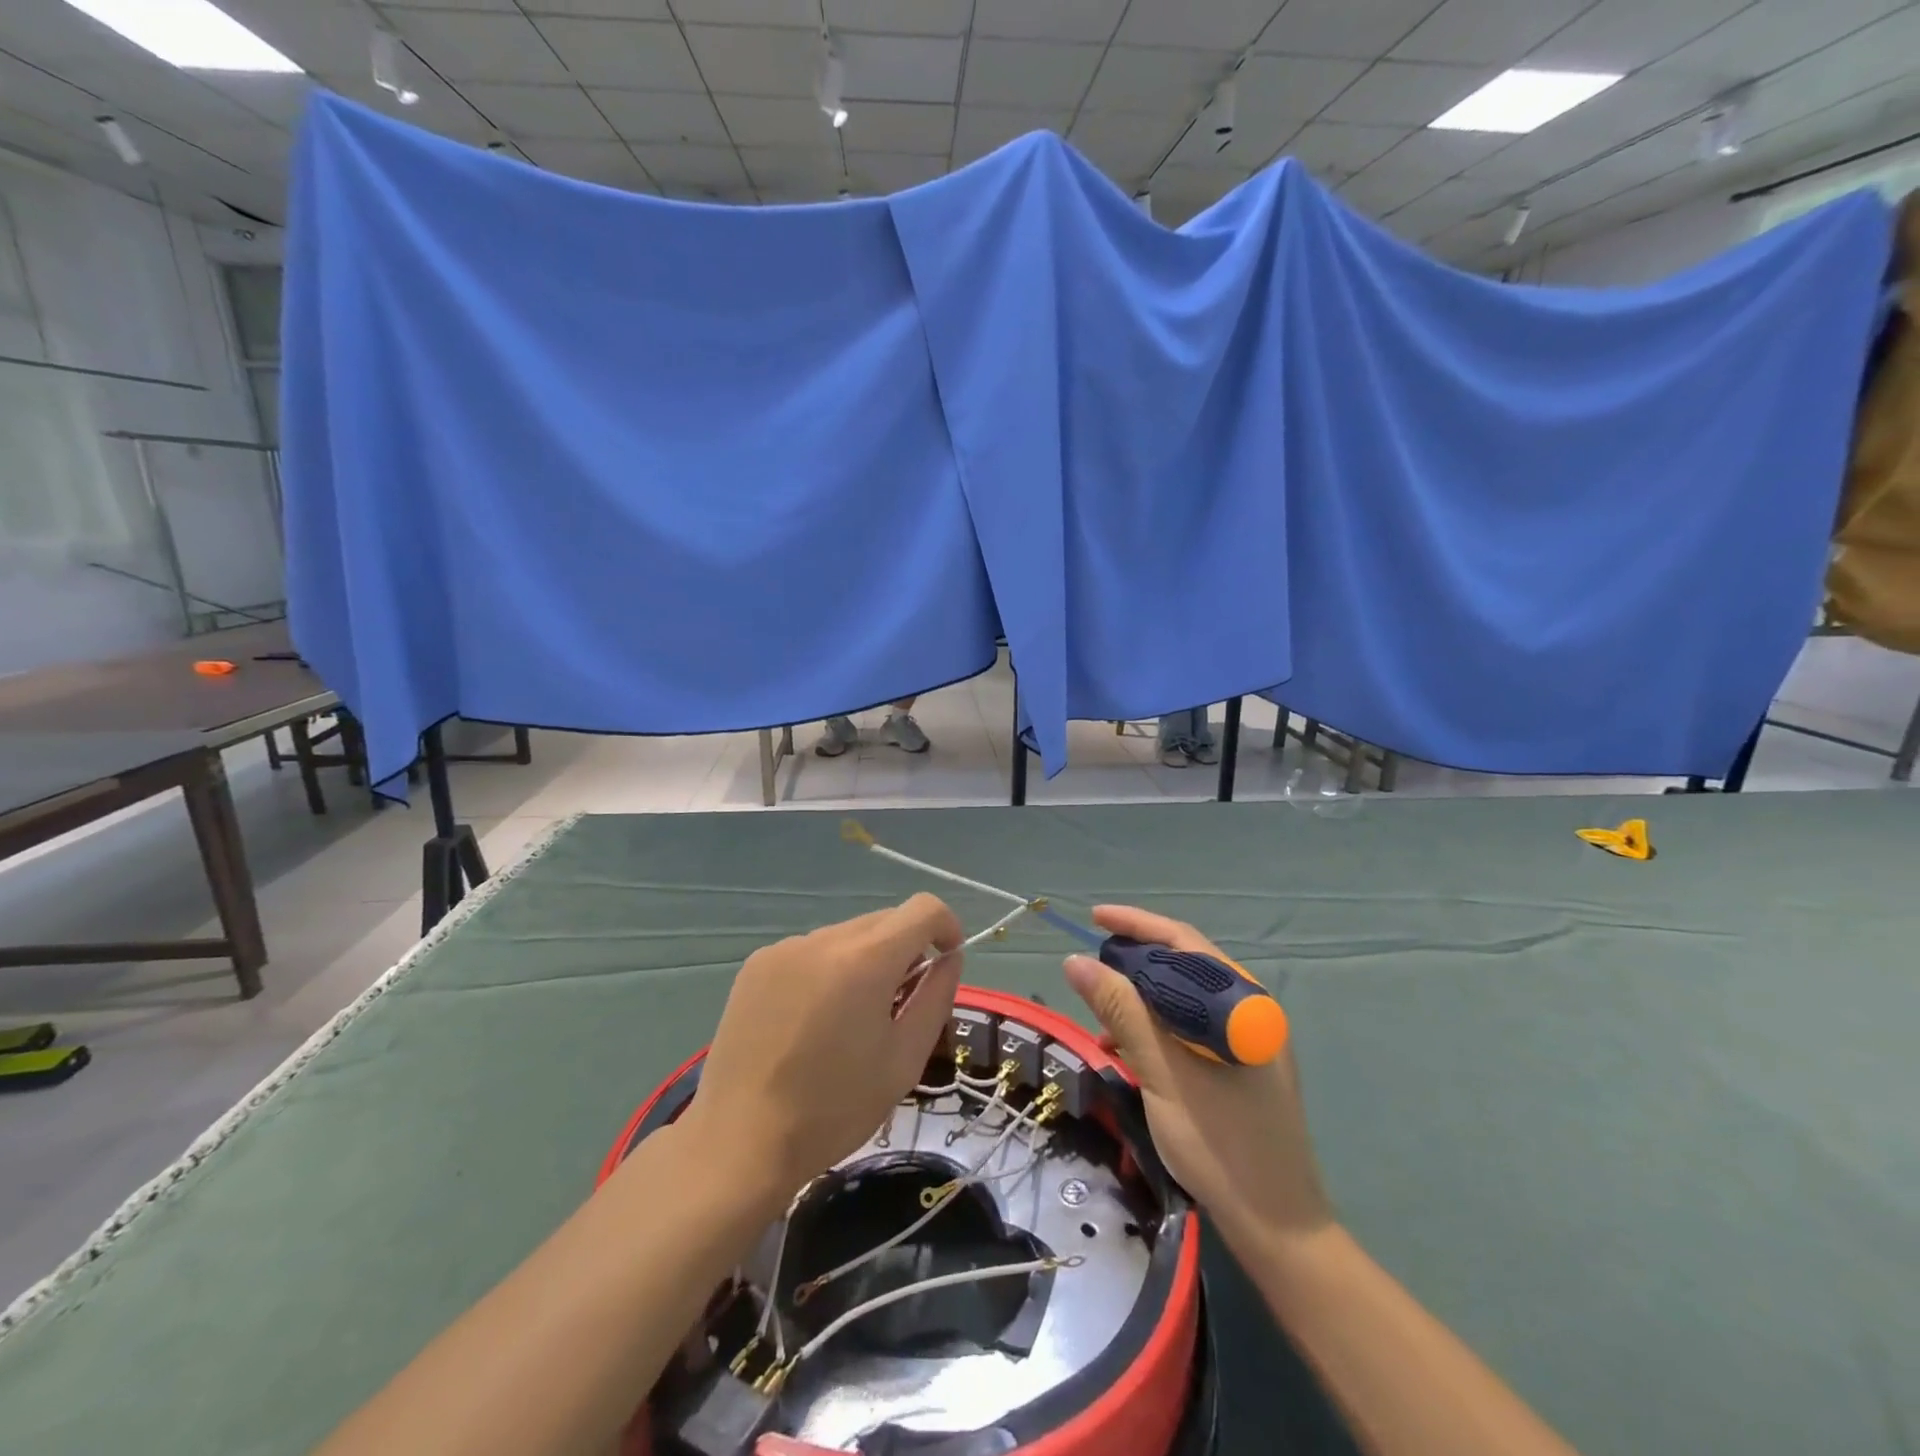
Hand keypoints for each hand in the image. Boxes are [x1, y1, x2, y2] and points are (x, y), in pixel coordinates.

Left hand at [681, 894, 964, 1202]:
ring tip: (848, 1020)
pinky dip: (827, 970)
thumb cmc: (834, 1109)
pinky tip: (810, 1021)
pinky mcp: (756, 964)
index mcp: (866, 960)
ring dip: (864, 961)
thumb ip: (936, 997)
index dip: (946, 927)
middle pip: (884, 920)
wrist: (739, 1141)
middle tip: (898, 1006)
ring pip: (848, 935)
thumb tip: (949, 958)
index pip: (923, 908)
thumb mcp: (904, 1059)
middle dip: (904, 950)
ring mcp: (785, 948)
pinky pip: (811, 951)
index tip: (946, 962)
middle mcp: (824, 939)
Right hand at [1063, 906, 1331, 1248]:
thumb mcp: (1163, 1073)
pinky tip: (1126, 1050)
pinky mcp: (1240, 1066)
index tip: (1094, 918)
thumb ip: (1122, 1011)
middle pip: (1184, 966)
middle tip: (1091, 968)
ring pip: (1184, 999)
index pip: (1184, 942)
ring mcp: (1248, 1040)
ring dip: (1141, 1000)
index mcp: (1243, 1004)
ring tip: (1101, 1019)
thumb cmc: (1221, 1145)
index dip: (1136, 924)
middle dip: (1134, 962)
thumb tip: (1077, 962)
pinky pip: (1190, 1028)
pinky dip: (1156, 1030)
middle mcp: (1250, 1011)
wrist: (1278, 1231)